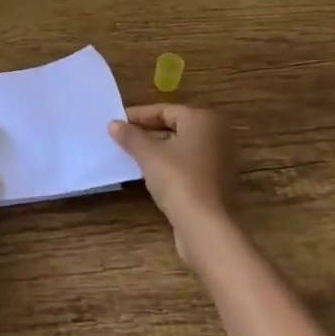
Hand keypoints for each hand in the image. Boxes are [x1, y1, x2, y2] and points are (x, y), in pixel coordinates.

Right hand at [109, 105, 237, 266]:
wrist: (205, 225)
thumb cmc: (178, 180)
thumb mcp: (149, 155)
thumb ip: (130, 136)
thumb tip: (113, 124)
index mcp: (203, 119)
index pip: (165, 110)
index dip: (139, 115)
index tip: (117, 122)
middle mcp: (217, 134)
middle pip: (175, 127)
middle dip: (148, 132)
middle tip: (122, 138)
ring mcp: (220, 158)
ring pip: (182, 146)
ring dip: (158, 149)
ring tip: (131, 155)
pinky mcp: (217, 180)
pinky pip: (189, 164)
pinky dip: (170, 164)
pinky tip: (151, 173)